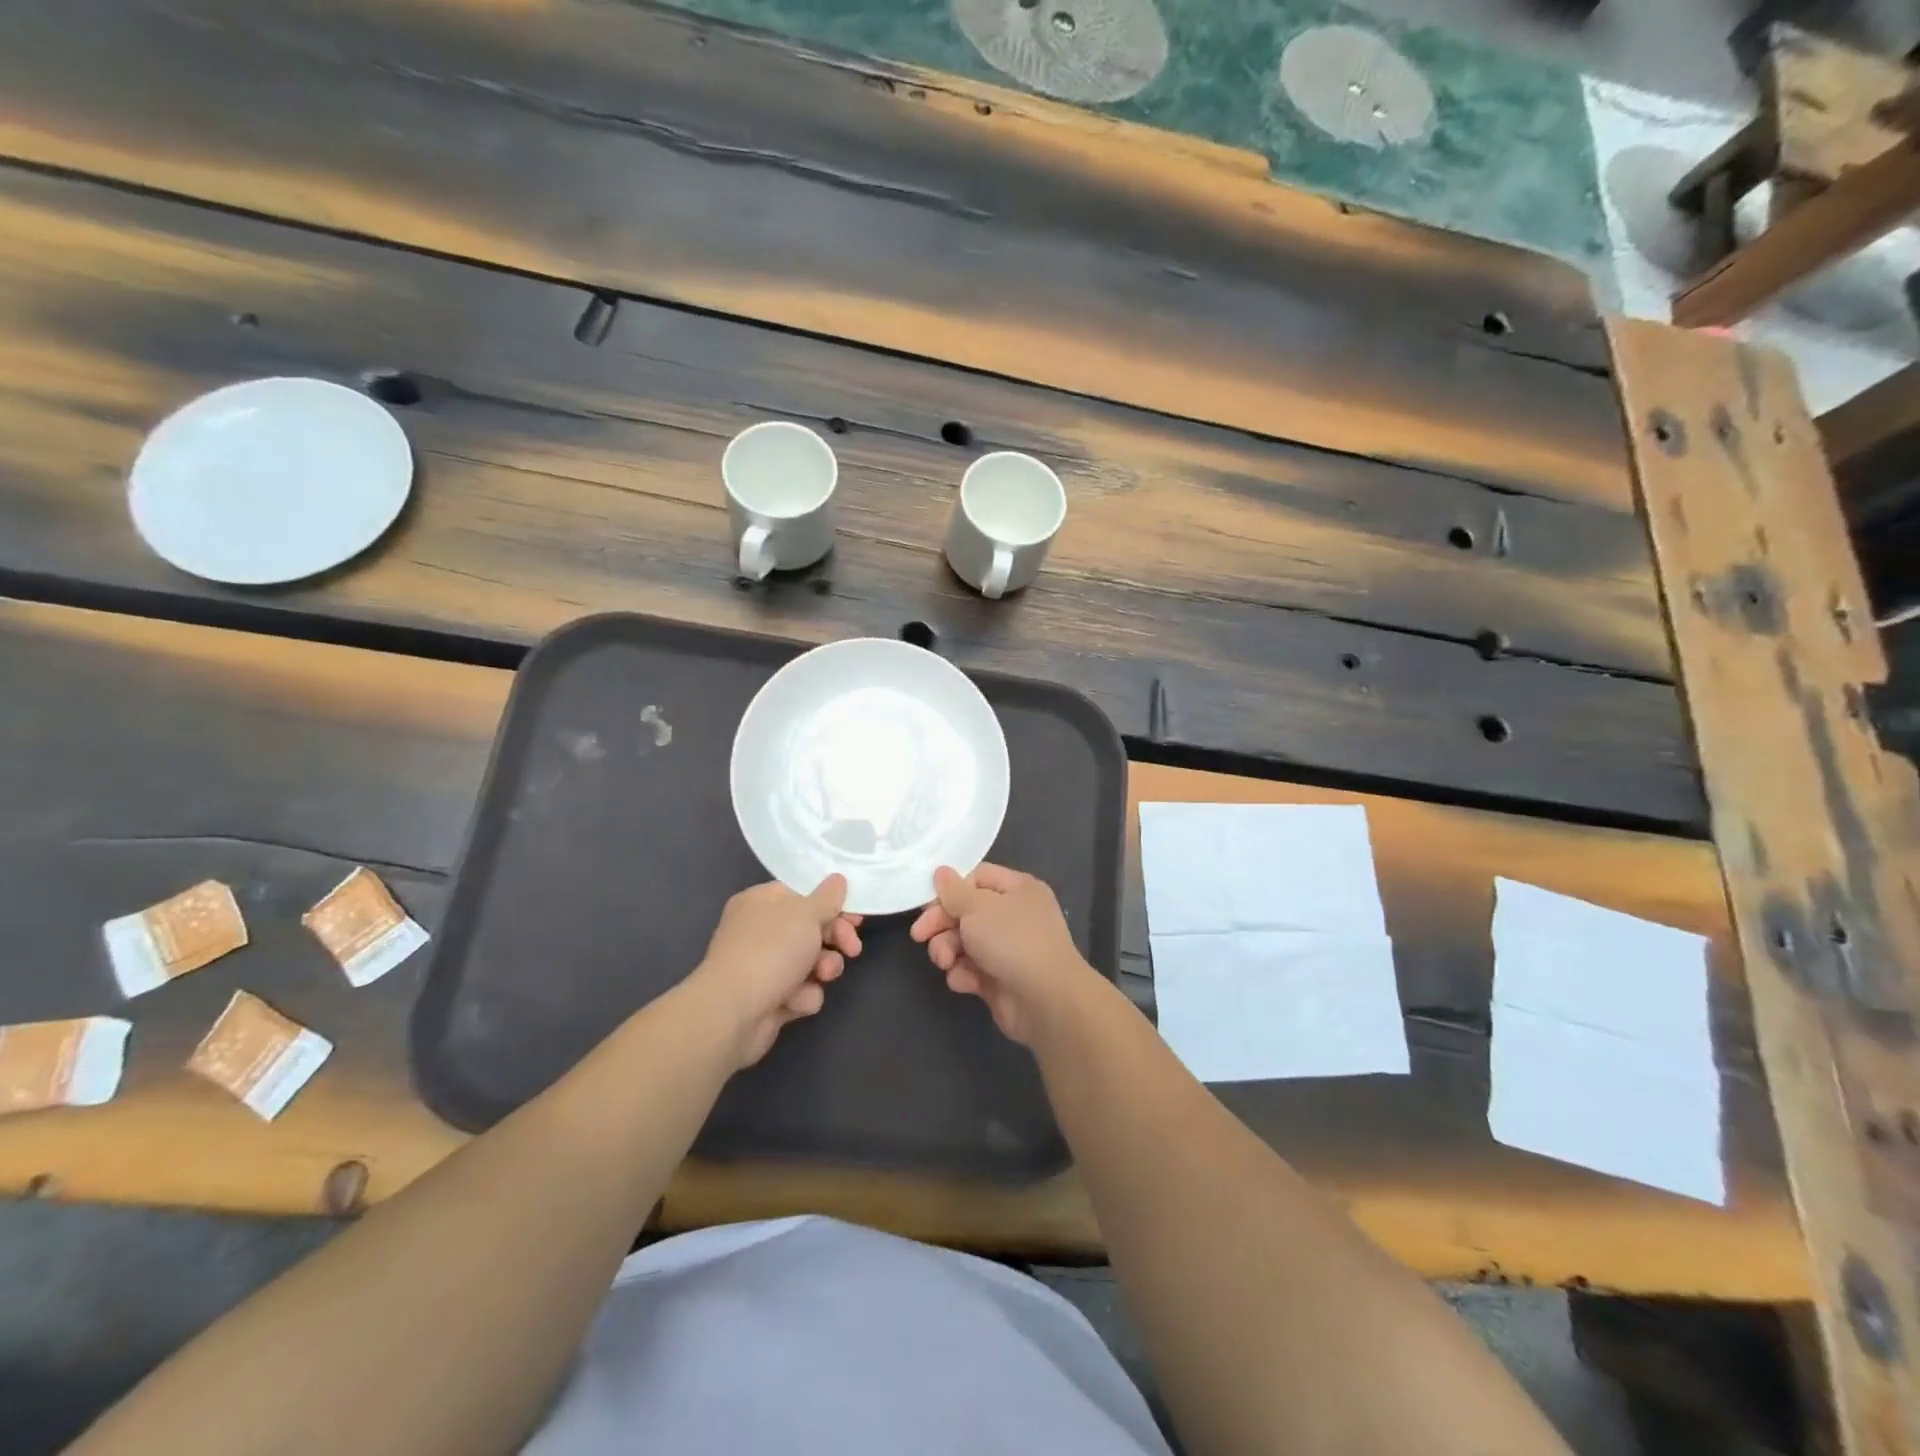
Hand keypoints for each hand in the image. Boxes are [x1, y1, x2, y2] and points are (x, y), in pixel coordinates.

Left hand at [692, 877, 862, 1067]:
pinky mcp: (769, 999)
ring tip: (823, 975)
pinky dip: (803, 995)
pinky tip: (796, 1000)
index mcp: (761, 902)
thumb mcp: (806, 913)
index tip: (856, 917)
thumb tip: (837, 880)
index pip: (803, 894)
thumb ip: (827, 897)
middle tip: (852, 949)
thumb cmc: (771, 950)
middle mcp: (759, 931)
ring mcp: (763, 966)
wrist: (733, 1012)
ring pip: (810, 962)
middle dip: (835, 939)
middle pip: (810, 928)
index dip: (832, 904)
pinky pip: (800, 991)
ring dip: (824, 968)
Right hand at [909, 863, 1102, 1045]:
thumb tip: (941, 872)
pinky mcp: (1000, 979)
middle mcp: (1015, 915)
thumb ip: (954, 891)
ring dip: (947, 950)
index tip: (926, 904)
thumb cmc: (1012, 940)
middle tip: (920, 935)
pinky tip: (963, 981)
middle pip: (967, 911)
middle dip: (941, 924)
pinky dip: (963, 974)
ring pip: (965, 942)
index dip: (950, 889)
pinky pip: (972, 969)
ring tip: (945, 961)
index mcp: (1018, 889)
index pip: (977, 877)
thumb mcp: (977, 907)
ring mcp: (1008, 949)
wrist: (1045, 1000)